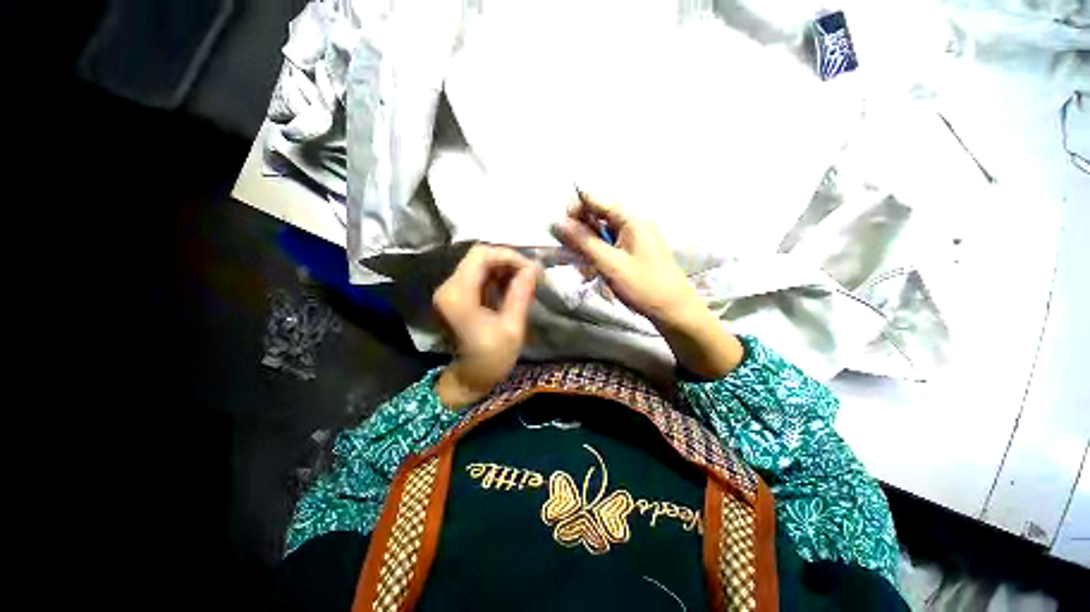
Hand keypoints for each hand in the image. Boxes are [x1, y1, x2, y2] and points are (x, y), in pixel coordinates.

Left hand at [433, 245, 539, 407]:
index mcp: (458, 295)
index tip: (531, 268)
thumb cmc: (491, 359)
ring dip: (504, 269)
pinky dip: (497, 277)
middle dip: (508, 262)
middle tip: (532, 275)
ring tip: (526, 283)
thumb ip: (520, 295)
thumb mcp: (512, 329)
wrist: (468, 380)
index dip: (508, 255)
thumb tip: (533, 268)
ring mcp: (450, 291)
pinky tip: (513, 288)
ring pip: (479, 265)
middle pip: (479, 257)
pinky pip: (478, 276)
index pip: (481, 256)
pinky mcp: (456, 296)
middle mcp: (448, 287)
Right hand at [551, 192, 742, 377]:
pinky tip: (595, 270)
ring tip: (585, 267)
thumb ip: (583, 241)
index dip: (575, 210)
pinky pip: (610, 243)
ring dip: (587, 245)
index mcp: (630, 218)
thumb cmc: (643, 286)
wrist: (674, 310)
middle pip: (597, 213)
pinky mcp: (635, 249)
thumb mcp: (610, 264)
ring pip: (601, 230)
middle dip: (580, 231)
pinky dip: (598, 253)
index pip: (595, 198)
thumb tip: (557, 222)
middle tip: (574, 254)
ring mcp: (635, 235)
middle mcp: (633, 221)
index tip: (563, 232)